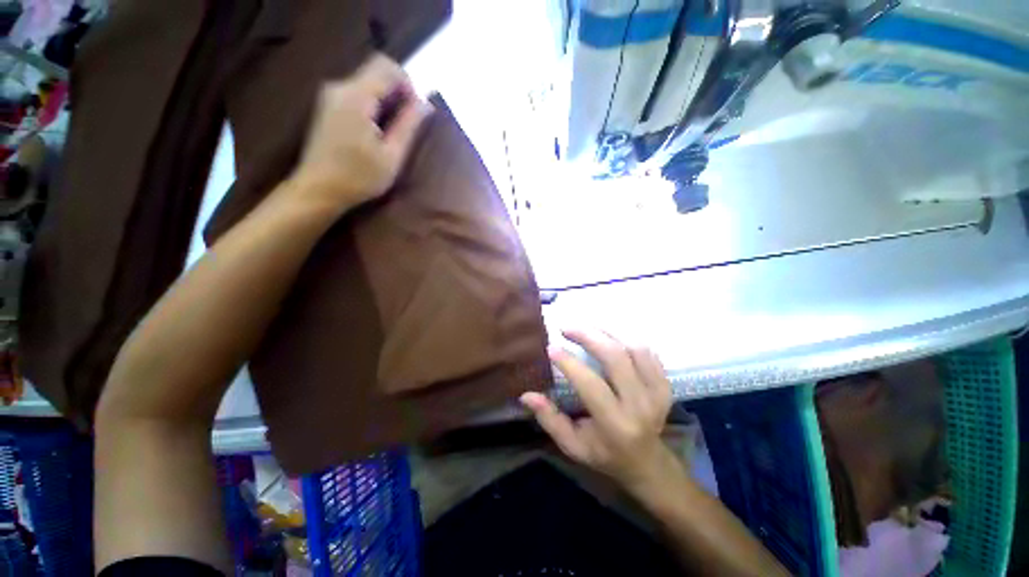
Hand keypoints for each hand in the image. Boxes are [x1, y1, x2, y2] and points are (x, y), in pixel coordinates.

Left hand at [290, 53, 431, 211]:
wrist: (318, 190)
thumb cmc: (359, 177)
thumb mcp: (391, 156)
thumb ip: (409, 126)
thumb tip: (426, 104)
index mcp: (356, 97)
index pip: (387, 67)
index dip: (407, 84)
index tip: (415, 112)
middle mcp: (340, 87)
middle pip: (376, 71)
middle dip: (398, 91)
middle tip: (409, 123)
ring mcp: (330, 95)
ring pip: (367, 82)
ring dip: (387, 99)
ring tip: (395, 131)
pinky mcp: (327, 106)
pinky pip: (357, 93)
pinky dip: (374, 104)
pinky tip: (378, 130)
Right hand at [521, 330, 676, 491]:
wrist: (647, 462)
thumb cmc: (604, 454)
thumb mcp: (572, 445)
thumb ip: (550, 419)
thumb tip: (526, 395)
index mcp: (615, 424)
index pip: (591, 385)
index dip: (569, 363)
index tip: (551, 347)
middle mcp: (640, 406)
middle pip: (616, 357)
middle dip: (588, 336)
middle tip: (567, 328)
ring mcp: (657, 392)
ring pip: (634, 348)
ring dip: (607, 332)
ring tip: (586, 327)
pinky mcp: (665, 384)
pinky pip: (647, 351)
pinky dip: (625, 337)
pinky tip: (607, 335)